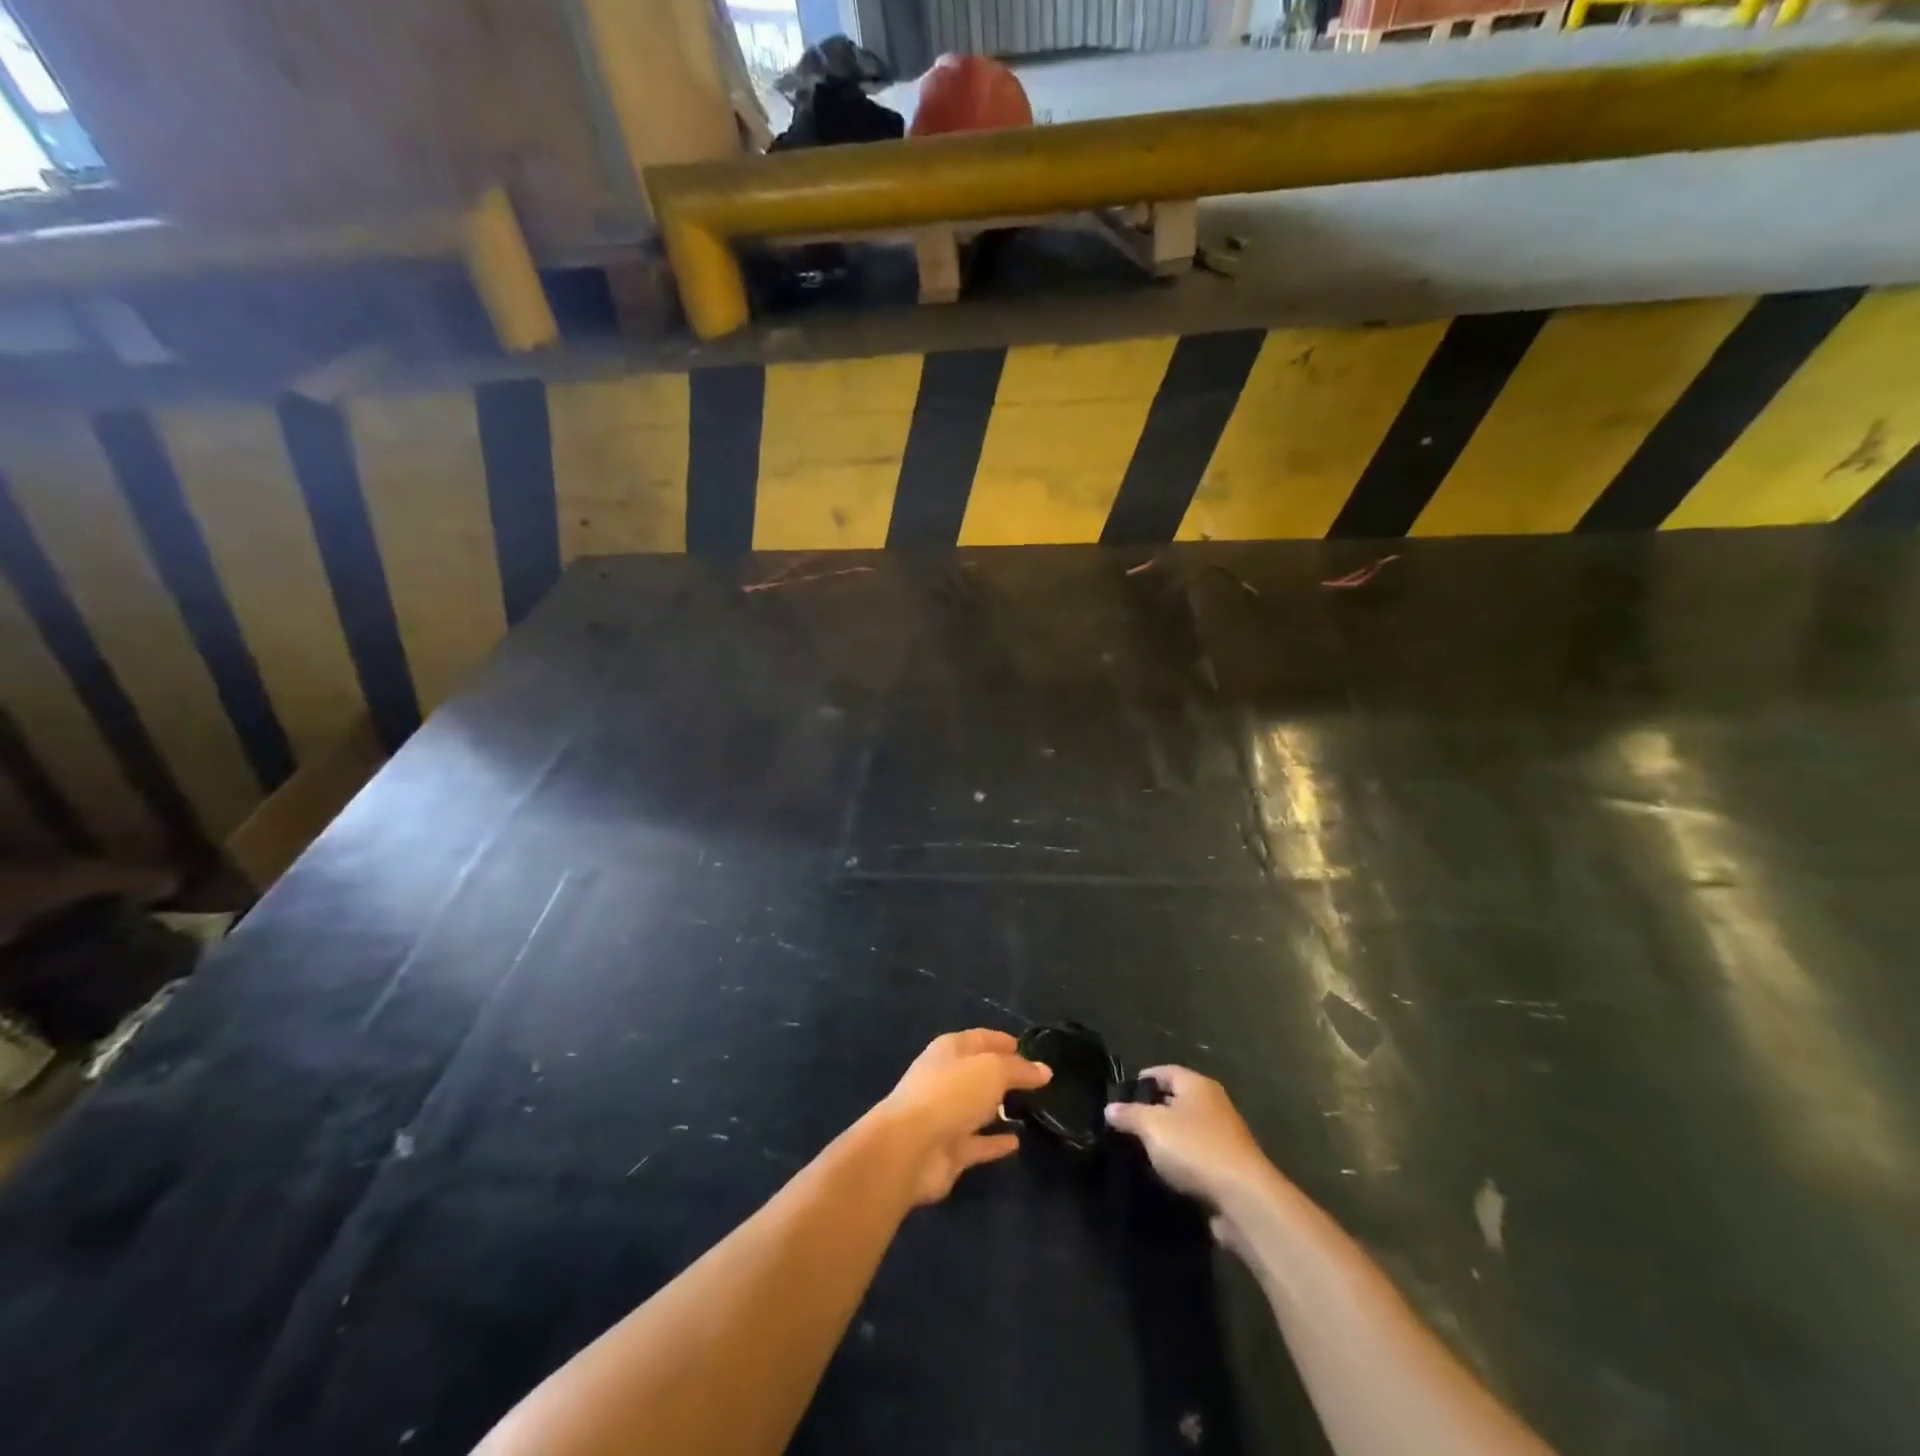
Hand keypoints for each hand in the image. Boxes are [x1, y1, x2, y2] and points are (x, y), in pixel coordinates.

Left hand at [876, 1029, 1051, 1205]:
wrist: (910, 1148)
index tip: (1028, 1048)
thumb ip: (1019, 1070)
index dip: (1003, 1041)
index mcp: (950, 1050)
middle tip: (1035, 1082)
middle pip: (978, 1073)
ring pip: (977, 1108)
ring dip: (998, 1108)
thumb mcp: (992, 1071)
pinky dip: (995, 1143)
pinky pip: (978, 1143)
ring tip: (1029, 1109)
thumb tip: (1044, 1070)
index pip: (981, 1039)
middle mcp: (946, 1079)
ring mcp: (945, 1115)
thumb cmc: (951, 1093)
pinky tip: (1017, 1143)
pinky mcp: (948, 1150)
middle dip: (1003, 1075)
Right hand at [1105, 1066, 1271, 1206]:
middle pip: (1176, 1100)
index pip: (1164, 1071)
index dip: (1142, 1080)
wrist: (1244, 1199)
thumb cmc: (1195, 1148)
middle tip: (1126, 1125)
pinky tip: (1164, 1175)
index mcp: (1197, 1085)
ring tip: (1140, 1152)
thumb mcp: (1152, 1126)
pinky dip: (1181, 1163)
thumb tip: (1110, 1108)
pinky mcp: (1229, 1168)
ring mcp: (1224, 1137)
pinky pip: (1197, 1158)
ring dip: (1167, 1140)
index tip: (1121, 1096)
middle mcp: (1213, 1104)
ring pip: (1186, 1131)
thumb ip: (1129, 1115)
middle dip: (1152, 1111)